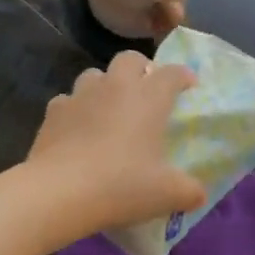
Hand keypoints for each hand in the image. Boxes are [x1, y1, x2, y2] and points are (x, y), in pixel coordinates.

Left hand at [27, 52, 203, 239]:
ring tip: (108, 109)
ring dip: (104, 86)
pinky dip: (75, 110)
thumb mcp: (167, 194)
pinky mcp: (54, 111)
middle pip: (130, 58)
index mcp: (149, 97)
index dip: (183, 76)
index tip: (188, 86)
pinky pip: (67, 100)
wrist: (60, 192)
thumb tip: (200, 195)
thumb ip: (189, 191)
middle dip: (140, 68)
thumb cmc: (122, 185)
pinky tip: (76, 130)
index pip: (172, 73)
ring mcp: (81, 95)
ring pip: (95, 75)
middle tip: (145, 91)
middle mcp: (116, 86)